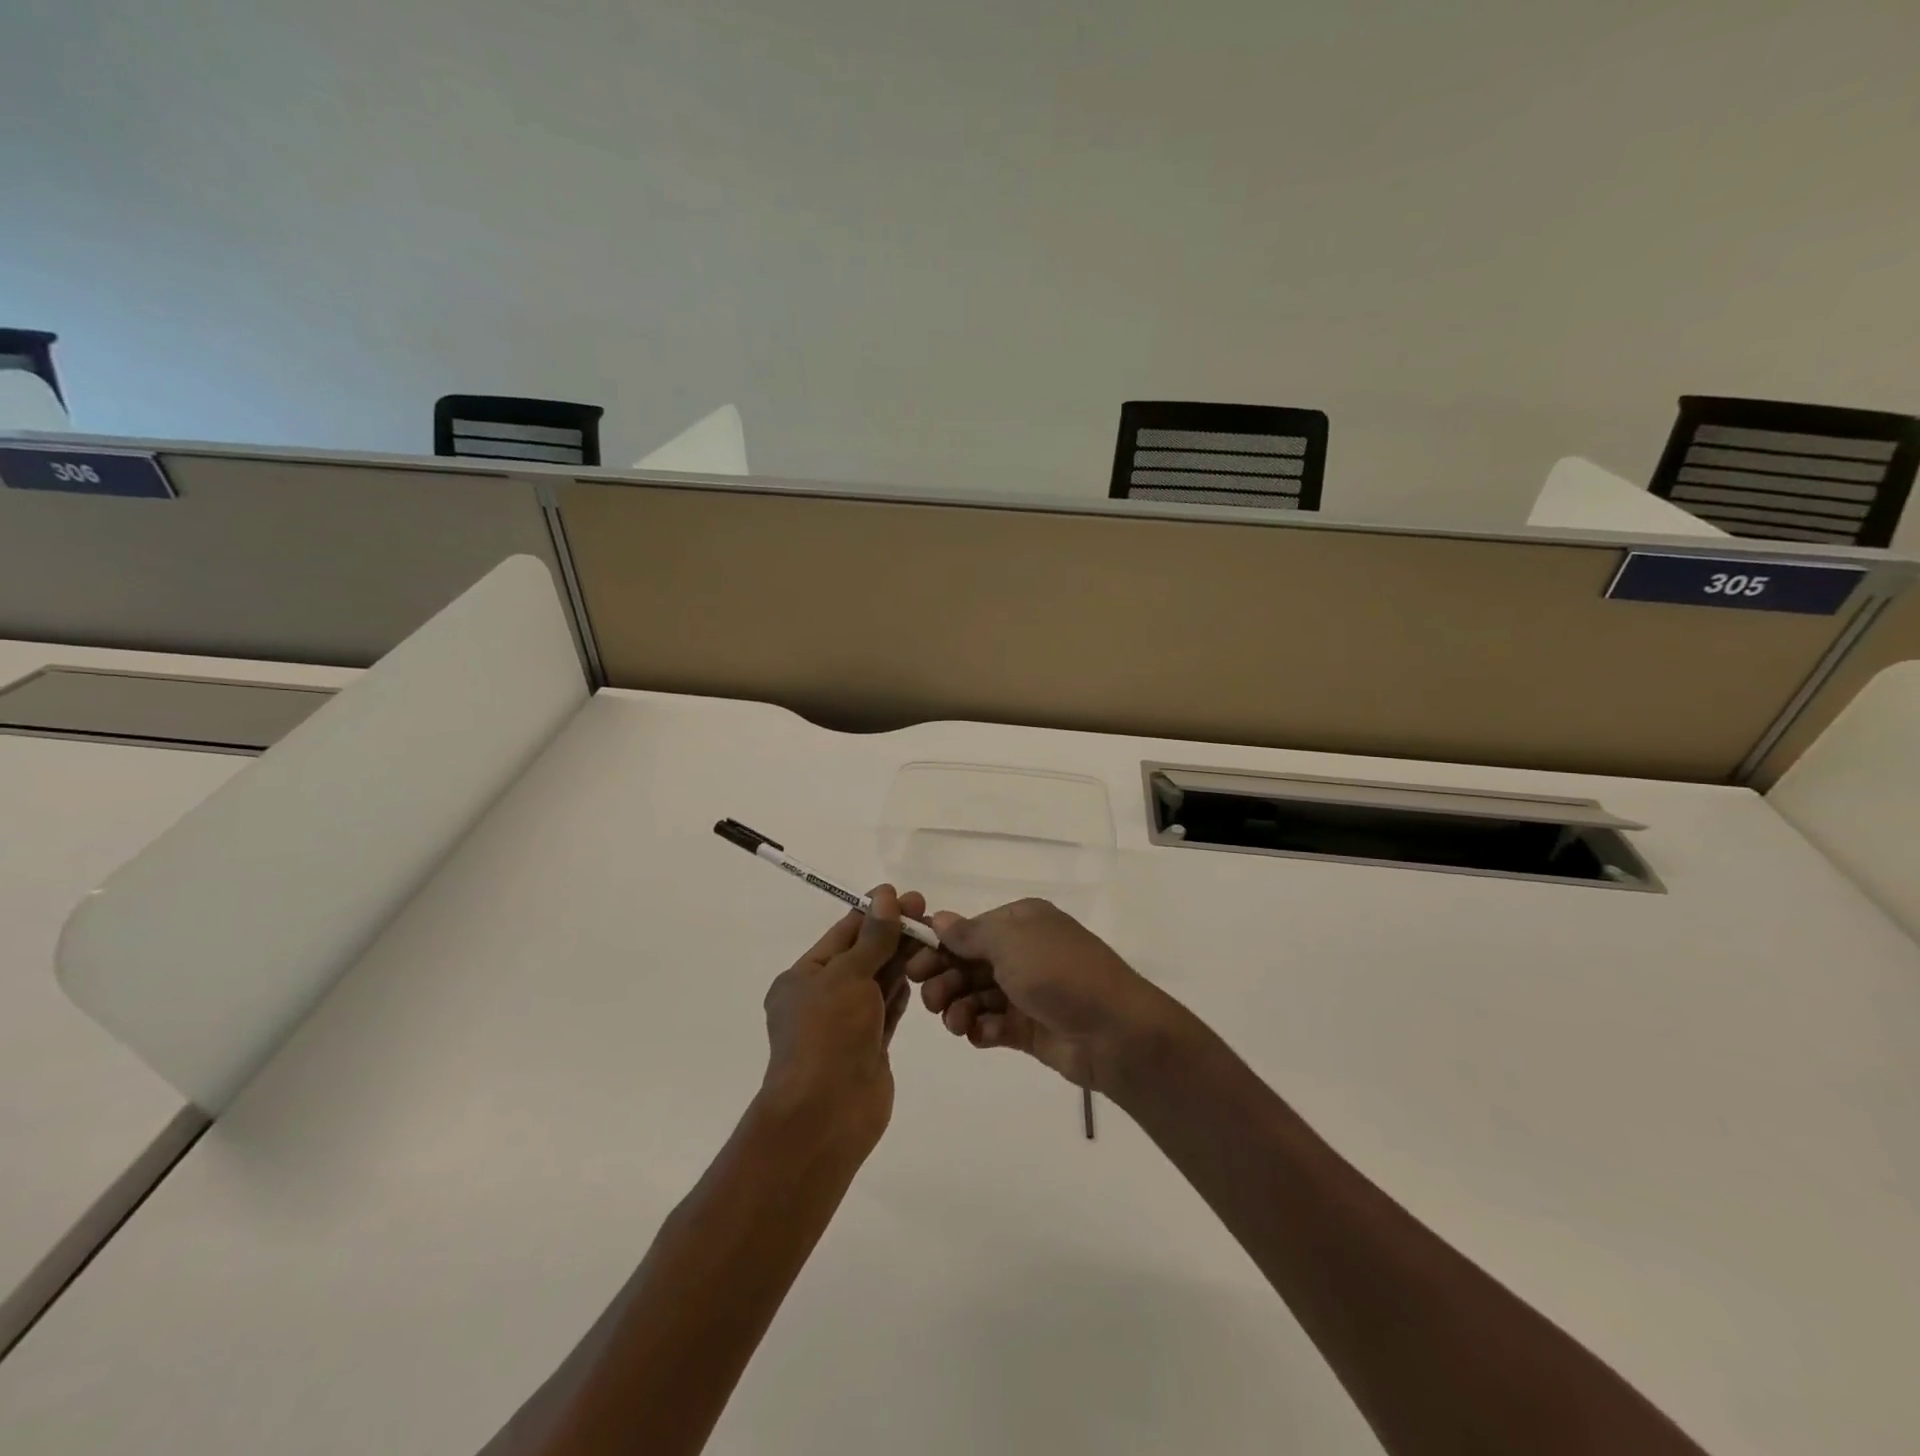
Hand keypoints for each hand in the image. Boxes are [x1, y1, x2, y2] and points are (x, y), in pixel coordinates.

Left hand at [760, 886, 923, 1143]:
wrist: (826, 1114)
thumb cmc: (827, 1034)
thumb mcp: (848, 975)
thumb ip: (873, 937)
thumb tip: (886, 896)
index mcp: (803, 977)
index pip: (843, 934)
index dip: (874, 913)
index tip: (905, 896)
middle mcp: (822, 997)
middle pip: (864, 956)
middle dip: (893, 934)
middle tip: (928, 912)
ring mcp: (847, 1024)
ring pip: (878, 982)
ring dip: (903, 959)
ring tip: (935, 936)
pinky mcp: (869, 1047)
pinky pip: (888, 1009)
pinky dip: (904, 990)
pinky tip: (924, 971)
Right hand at [903, 898, 1177, 1094]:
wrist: (1113, 1031)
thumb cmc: (1059, 972)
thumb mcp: (1011, 941)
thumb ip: (970, 933)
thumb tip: (938, 918)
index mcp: (1021, 922)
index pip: (969, 930)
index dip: (939, 946)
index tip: (912, 965)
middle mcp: (1022, 953)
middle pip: (967, 964)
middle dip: (944, 978)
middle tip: (931, 997)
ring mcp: (1026, 992)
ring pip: (976, 996)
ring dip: (957, 1007)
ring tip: (955, 1021)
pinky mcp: (1028, 1028)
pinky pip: (992, 1025)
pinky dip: (981, 1028)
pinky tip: (980, 1034)